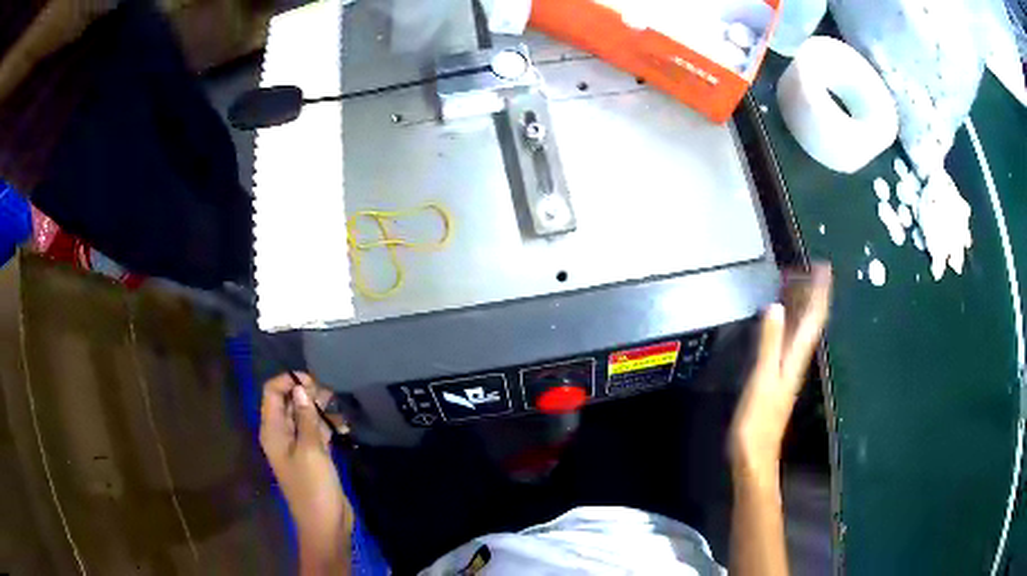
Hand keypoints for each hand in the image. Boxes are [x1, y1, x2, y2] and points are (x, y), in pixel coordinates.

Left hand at [260, 373, 352, 560]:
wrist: (325, 524)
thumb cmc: (314, 487)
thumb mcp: (311, 450)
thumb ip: (306, 418)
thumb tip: (301, 388)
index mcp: (273, 431)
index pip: (272, 392)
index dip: (289, 381)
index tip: (313, 382)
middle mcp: (281, 434)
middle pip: (288, 401)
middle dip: (308, 393)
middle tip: (332, 394)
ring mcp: (297, 445)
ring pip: (305, 416)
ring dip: (321, 409)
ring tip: (342, 409)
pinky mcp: (313, 456)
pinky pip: (317, 432)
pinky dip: (328, 426)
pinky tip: (345, 427)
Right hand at [729, 264, 831, 479]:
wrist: (754, 454)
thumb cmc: (757, 421)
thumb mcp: (762, 380)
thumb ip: (768, 344)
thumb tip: (775, 307)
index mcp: (795, 357)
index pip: (814, 318)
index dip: (820, 292)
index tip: (823, 266)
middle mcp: (797, 359)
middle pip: (811, 321)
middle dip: (813, 294)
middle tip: (809, 268)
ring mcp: (788, 369)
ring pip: (801, 330)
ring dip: (803, 306)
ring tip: (797, 284)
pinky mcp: (778, 377)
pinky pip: (789, 340)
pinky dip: (789, 324)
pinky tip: (782, 320)